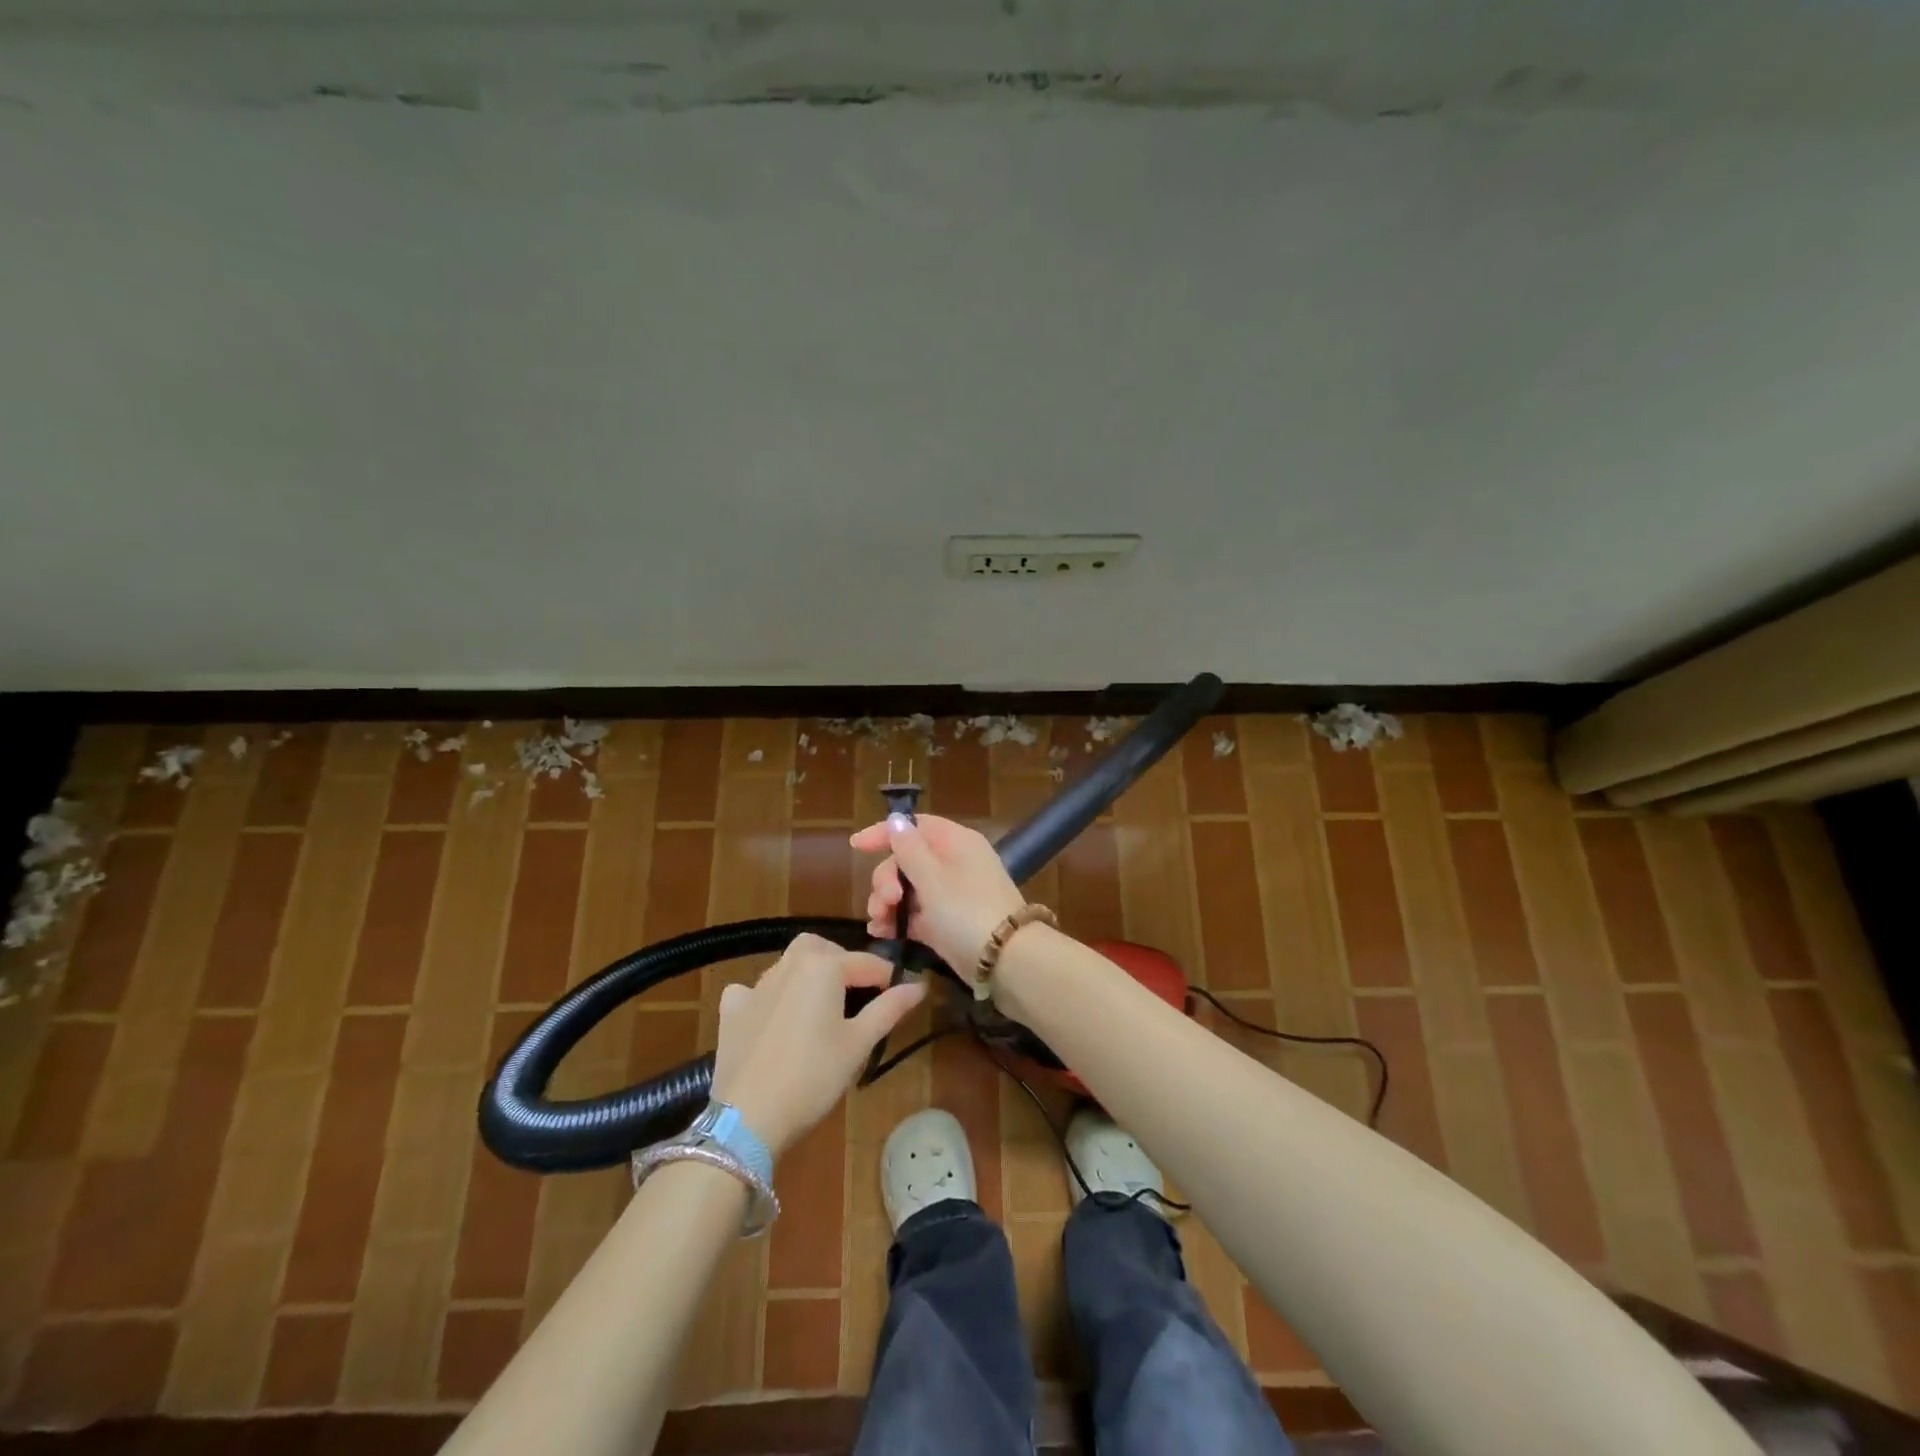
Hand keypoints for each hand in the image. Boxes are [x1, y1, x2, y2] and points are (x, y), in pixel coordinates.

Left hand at [711, 933, 923, 1157]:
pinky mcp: (732, 1011)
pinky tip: (774, 1018)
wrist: (749, 1118)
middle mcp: (788, 965)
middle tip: (858, 996)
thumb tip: (918, 985)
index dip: (889, 978)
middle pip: (822, 949)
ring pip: (789, 965)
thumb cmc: (813, 1077)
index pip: (867, 963)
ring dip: (808, 976)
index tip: (903, 995)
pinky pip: (753, 990)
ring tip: (821, 1010)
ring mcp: (755, 986)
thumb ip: (889, 1008)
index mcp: (823, 966)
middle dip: (843, 963)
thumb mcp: (859, 1043)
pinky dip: (768, 996)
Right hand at [851, 814, 1024, 985]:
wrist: (1007, 961)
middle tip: (883, 901)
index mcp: (955, 842)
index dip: (885, 833)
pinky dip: (898, 921)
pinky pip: (915, 915)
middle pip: (907, 860)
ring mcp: (951, 895)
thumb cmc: (967, 911)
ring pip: (908, 889)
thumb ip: (909, 849)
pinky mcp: (947, 924)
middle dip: (886, 879)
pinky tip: (881, 934)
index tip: (856, 847)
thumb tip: (897, 820)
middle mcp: (954, 863)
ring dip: (887, 903)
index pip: (916, 825)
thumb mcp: (933, 877)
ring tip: (878, 923)